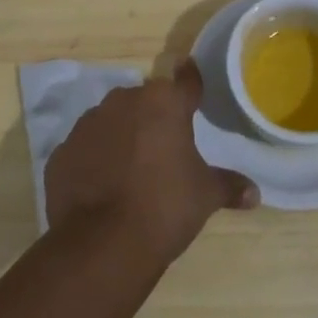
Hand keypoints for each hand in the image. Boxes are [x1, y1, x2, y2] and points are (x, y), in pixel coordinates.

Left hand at [45, 61, 258, 264]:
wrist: (101, 243)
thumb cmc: (164, 206)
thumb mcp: (205, 196)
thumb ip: (229, 186)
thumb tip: (255, 193)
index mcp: (164, 102)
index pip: (185, 81)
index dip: (191, 81)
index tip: (191, 75)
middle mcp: (124, 101)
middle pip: (145, 100)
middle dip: (154, 117)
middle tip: (165, 145)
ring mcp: (88, 124)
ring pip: (112, 121)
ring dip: (122, 135)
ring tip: (132, 169)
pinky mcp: (62, 152)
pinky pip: (86, 148)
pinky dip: (95, 160)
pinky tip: (103, 186)